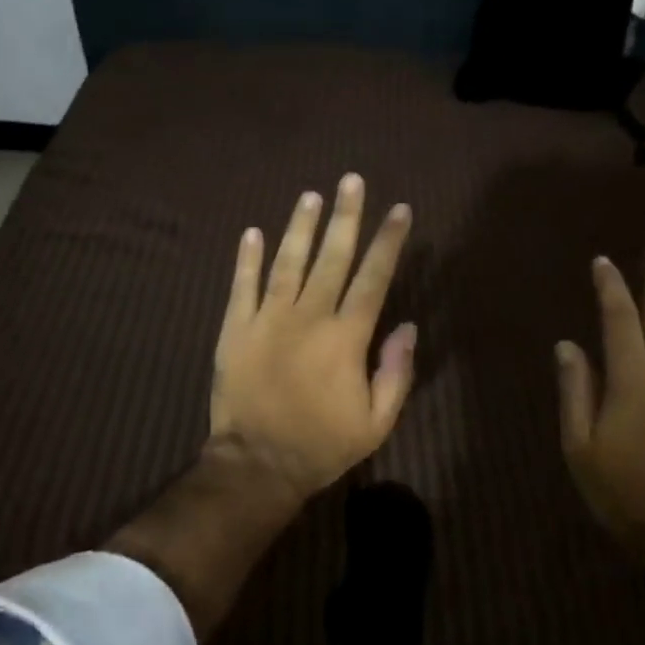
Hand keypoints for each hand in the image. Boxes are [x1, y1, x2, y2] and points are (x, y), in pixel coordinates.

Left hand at [209, 175, 416, 502]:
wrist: (257, 464)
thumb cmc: (322, 445)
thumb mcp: (376, 421)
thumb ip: (396, 372)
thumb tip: (408, 327)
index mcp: (346, 337)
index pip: (373, 277)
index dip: (388, 242)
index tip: (399, 211)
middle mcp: (308, 317)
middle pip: (331, 257)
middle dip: (346, 216)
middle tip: (352, 180)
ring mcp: (267, 320)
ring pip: (287, 262)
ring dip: (301, 227)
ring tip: (311, 195)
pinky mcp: (236, 330)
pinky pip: (242, 287)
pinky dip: (246, 259)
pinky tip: (253, 232)